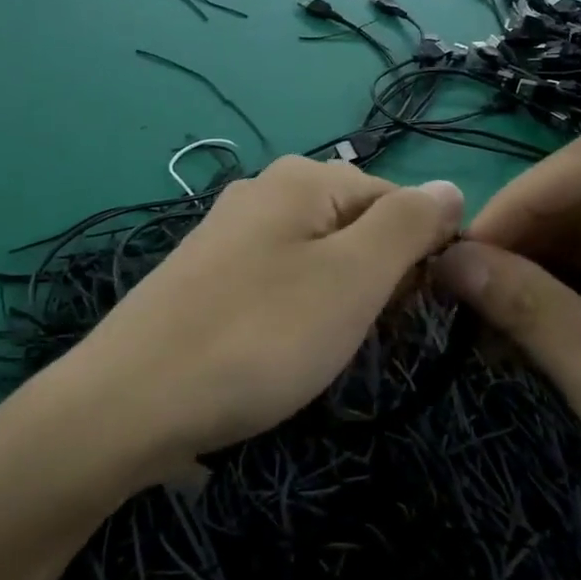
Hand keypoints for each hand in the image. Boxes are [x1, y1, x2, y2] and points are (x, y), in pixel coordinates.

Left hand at [61, 157, 462, 474]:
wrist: (130, 401)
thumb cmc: (260, 335)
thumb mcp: (353, 277)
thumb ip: (409, 224)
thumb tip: (450, 187)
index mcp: (302, 178)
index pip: (397, 200)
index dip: (417, 258)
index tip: (405, 316)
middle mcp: (262, 191)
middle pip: (356, 226)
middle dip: (375, 282)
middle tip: (357, 338)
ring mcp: (228, 234)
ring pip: (319, 259)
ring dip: (338, 304)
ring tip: (317, 353)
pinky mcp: (206, 276)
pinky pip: (278, 283)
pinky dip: (296, 315)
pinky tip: (277, 352)